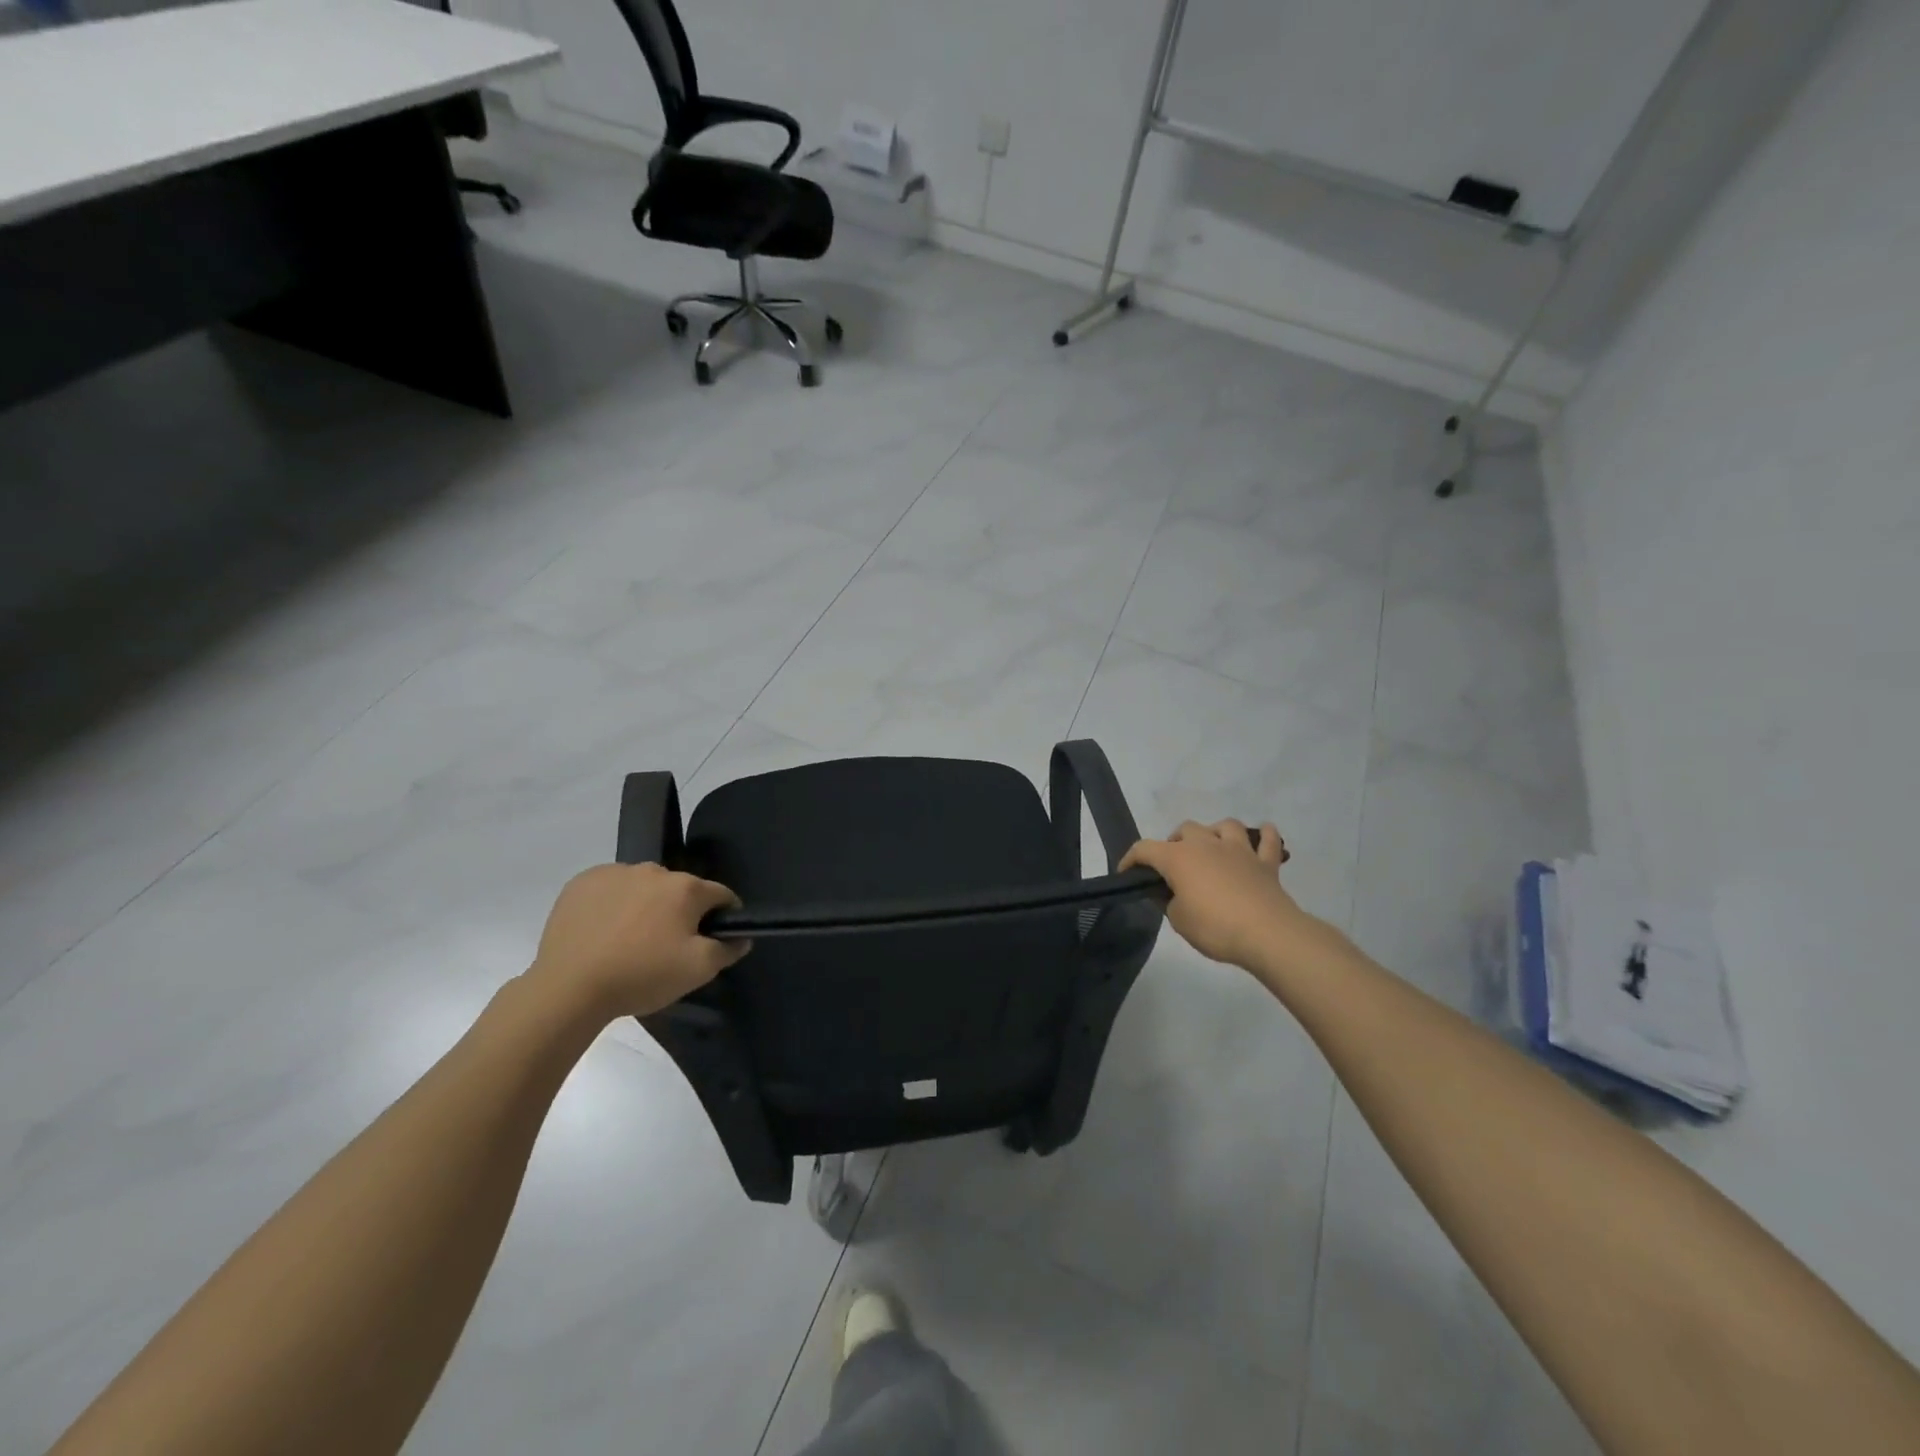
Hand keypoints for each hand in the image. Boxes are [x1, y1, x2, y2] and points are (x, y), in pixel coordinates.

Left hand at [530, 863, 749, 1019]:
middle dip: (681, 912)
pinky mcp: (582, 882)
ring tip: (631, 941)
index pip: (721, 894)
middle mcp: (654, 870)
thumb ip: (728, 949)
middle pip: (681, 890)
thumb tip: (741, 937)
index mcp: (686, 888)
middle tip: (668, 946)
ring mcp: (615, 872)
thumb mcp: (698, 971)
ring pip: (645, 886)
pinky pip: (611, 888)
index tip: (715, 939)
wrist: (568, 988)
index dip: (724, 916)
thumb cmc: (641, 976)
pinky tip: (604, 932)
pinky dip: (614, 904)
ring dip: (647, 905)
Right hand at [1121, 818, 1325, 972]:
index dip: (1131, 859)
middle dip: (1175, 843)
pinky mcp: (1266, 863)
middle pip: (1185, 829)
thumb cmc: (1215, 927)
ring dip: (1215, 832)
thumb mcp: (1178, 920)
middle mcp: (1206, 844)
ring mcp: (1239, 850)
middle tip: (1174, 866)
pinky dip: (1264, 835)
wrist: (1267, 933)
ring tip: (1212, 848)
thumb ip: (1169, 902)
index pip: (1144, 849)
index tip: (1126, 873)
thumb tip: (1171, 893)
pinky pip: (1268, 840)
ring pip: (1225, 825)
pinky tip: (1262, 835)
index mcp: (1178, 858)